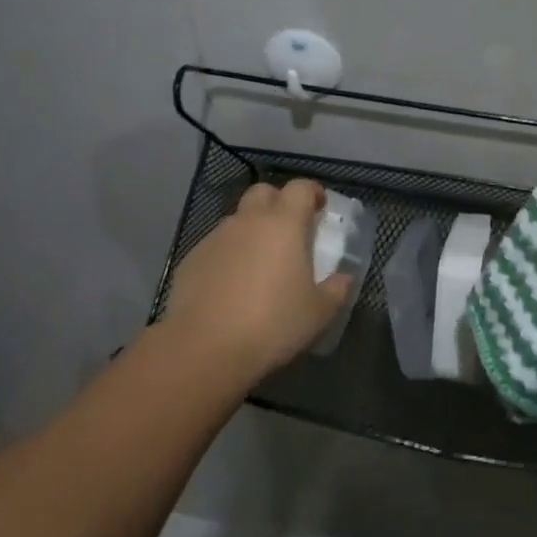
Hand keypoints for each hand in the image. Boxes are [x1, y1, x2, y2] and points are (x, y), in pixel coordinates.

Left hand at [161, 179, 353, 383]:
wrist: (205, 348)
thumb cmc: (273, 323)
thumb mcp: (319, 312)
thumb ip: (337, 289)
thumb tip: (344, 278)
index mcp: (284, 224)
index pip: (300, 188)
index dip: (313, 193)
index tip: (320, 209)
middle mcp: (248, 221)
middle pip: (263, 192)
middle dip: (279, 203)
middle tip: (290, 231)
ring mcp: (215, 238)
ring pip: (238, 220)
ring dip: (252, 231)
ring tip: (261, 264)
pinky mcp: (192, 259)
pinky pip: (217, 246)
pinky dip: (229, 256)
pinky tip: (232, 286)